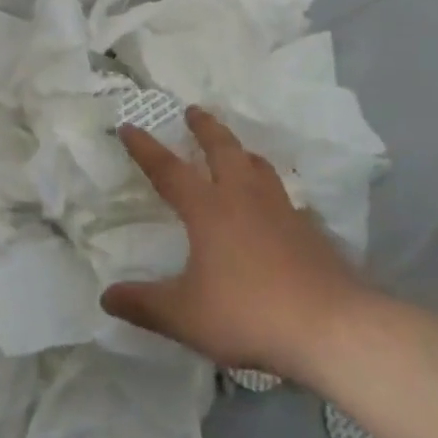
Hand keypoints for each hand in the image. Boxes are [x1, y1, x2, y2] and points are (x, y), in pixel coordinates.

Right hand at [100, 107, 371, 379]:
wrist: (330, 328)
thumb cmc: (248, 313)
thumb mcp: (184, 316)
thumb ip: (143, 304)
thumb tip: (106, 296)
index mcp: (208, 209)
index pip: (168, 169)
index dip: (145, 147)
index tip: (129, 126)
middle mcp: (243, 197)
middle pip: (222, 148)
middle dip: (204, 127)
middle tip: (193, 110)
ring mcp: (281, 210)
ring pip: (258, 165)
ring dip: (241, 150)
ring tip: (235, 150)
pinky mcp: (309, 230)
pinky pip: (284, 197)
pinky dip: (271, 191)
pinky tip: (274, 208)